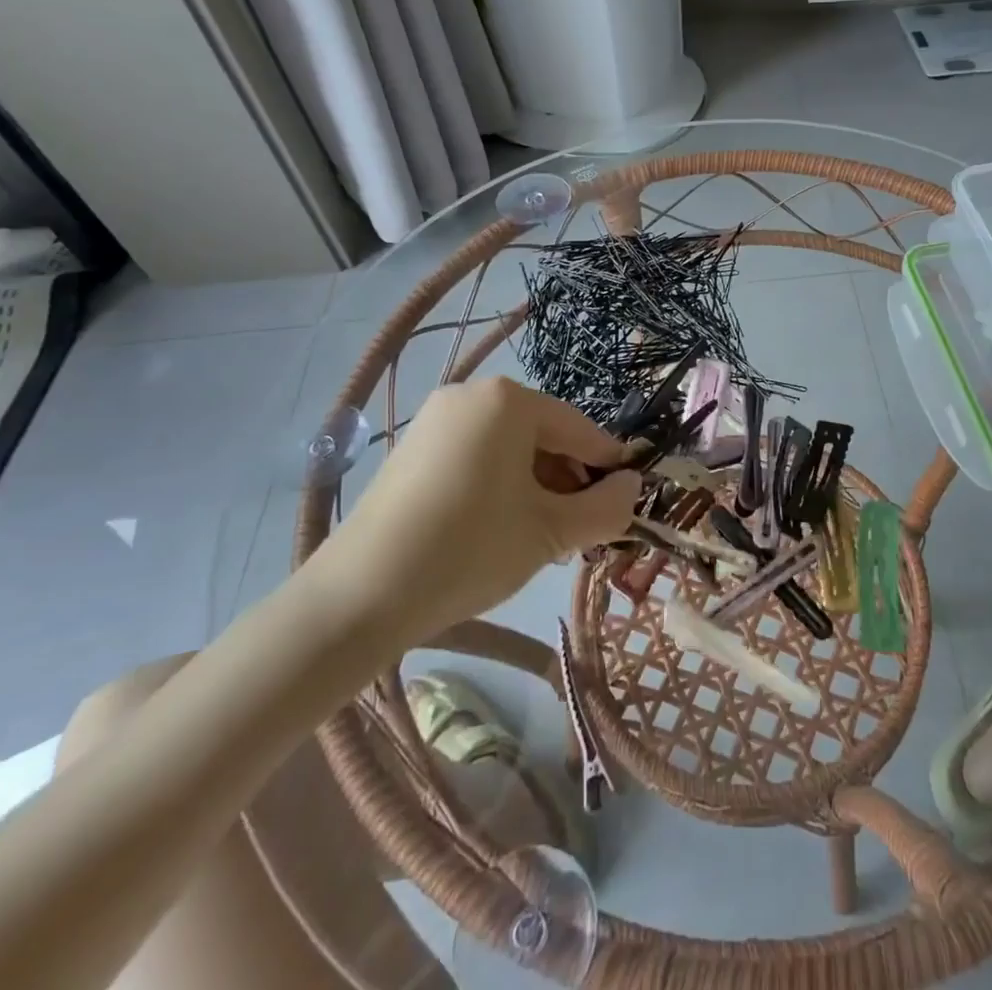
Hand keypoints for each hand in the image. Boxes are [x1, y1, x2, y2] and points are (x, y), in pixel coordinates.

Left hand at [305, 378, 639, 658]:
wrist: (358, 597)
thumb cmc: (469, 550)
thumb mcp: (551, 532)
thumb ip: (605, 508)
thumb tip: (634, 487)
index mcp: (509, 400)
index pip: (579, 429)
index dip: (608, 466)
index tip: (627, 500)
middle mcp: (471, 394)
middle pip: (543, 435)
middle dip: (568, 481)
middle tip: (580, 531)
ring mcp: (436, 419)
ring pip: (509, 448)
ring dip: (536, 487)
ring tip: (543, 536)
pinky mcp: (412, 447)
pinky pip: (476, 456)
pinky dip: (500, 485)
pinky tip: (501, 528)